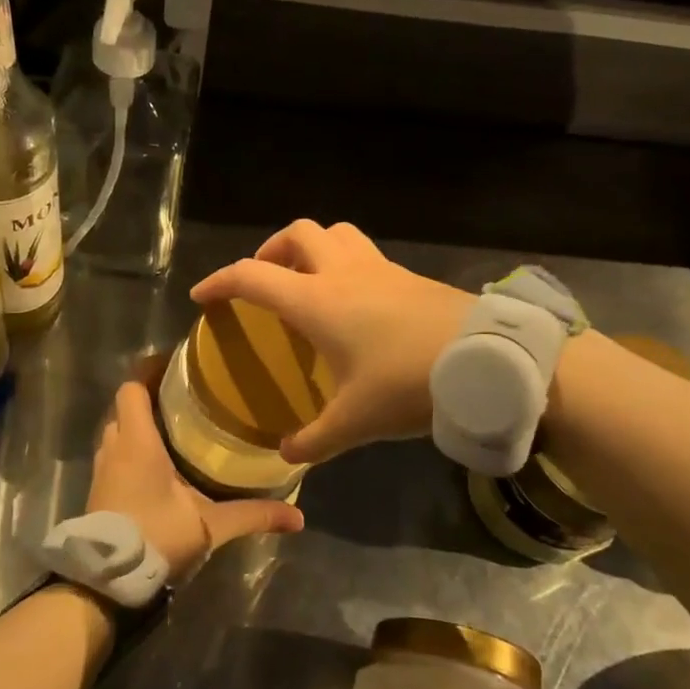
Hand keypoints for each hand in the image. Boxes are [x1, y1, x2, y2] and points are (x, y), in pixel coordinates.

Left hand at [88, 380, 302, 576]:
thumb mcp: (210, 526)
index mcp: (137, 442)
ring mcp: (103, 469)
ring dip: (138, 425)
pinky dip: (131, 449)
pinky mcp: (99, 490)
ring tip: (174, 427)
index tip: (175, 365)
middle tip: (184, 397)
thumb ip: (252, 515)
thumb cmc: (156, 537)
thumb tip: (298, 517)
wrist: (107, 581)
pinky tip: (158, 465)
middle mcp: (115, 448)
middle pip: (125, 407)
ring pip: (117, 431)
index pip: (133, 388)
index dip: (149, 370)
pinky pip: (114, 455)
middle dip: (150, 398)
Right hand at [190, 221, 473, 464]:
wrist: (487, 363)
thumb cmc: (408, 385)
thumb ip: (315, 439)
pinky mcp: (408, 275)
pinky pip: (364, 252)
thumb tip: (287, 455)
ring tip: (307, 282)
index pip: (252, 276)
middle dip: (270, 251)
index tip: (202, 296)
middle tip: (265, 283)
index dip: (220, 282)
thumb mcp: (356, 422)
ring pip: (335, 233)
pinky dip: (345, 263)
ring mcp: (379, 268)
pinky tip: (354, 302)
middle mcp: (342, 272)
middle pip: (296, 233)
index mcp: (316, 301)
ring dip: (311, 248)